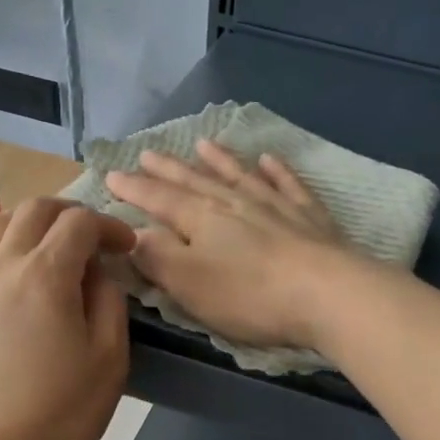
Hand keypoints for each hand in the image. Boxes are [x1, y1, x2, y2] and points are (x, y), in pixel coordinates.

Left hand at [0, 198, 134, 439]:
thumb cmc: (59, 414)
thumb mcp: (109, 359)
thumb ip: (109, 303)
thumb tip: (97, 274)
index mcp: (44, 275)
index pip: (78, 223)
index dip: (109, 227)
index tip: (128, 249)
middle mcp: (2, 267)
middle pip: (33, 211)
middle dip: (70, 214)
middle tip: (96, 239)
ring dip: (32, 223)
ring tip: (56, 247)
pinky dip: (3, 244)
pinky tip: (19, 271)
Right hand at [106, 140, 356, 349]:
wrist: (327, 293)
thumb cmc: (250, 295)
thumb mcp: (189, 284)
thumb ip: (157, 257)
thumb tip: (133, 234)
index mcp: (200, 218)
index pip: (158, 199)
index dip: (133, 189)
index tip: (112, 175)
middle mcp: (235, 202)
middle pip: (195, 181)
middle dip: (168, 169)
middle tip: (147, 152)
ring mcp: (275, 205)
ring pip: (239, 175)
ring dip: (218, 160)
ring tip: (202, 143)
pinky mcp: (310, 217)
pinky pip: (288, 184)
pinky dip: (276, 170)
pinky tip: (269, 159)